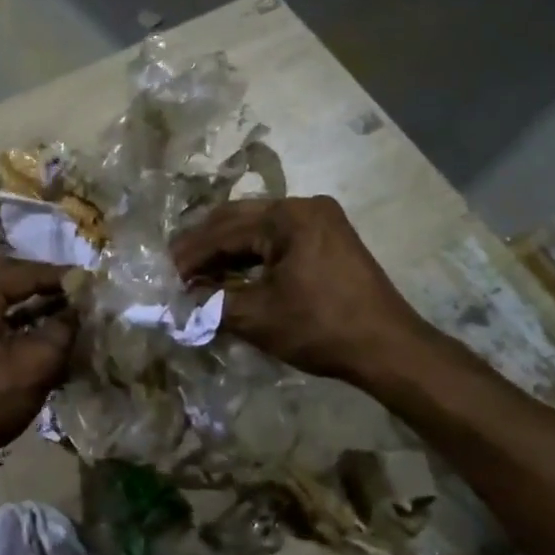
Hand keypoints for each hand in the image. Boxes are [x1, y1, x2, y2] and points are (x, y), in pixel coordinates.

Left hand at [0, 258, 77, 475]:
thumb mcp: (36, 364)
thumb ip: (62, 329)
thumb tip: (77, 309)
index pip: (22, 273)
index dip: (58, 275)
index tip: (88, 280)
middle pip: (6, 280)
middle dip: (42, 284)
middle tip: (73, 290)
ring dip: (29, 304)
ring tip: (62, 310)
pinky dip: (14, 322)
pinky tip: (38, 333)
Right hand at [172, 196, 431, 387]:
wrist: (389, 348)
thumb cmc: (322, 328)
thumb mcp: (258, 317)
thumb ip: (212, 303)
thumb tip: (180, 298)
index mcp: (288, 216)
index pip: (224, 231)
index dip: (191, 255)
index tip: (164, 275)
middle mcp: (304, 206)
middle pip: (238, 219)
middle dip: (204, 245)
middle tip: (175, 269)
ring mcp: (320, 220)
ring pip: (257, 228)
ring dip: (227, 249)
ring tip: (198, 273)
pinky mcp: (328, 238)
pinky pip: (278, 238)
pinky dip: (252, 254)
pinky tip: (233, 273)